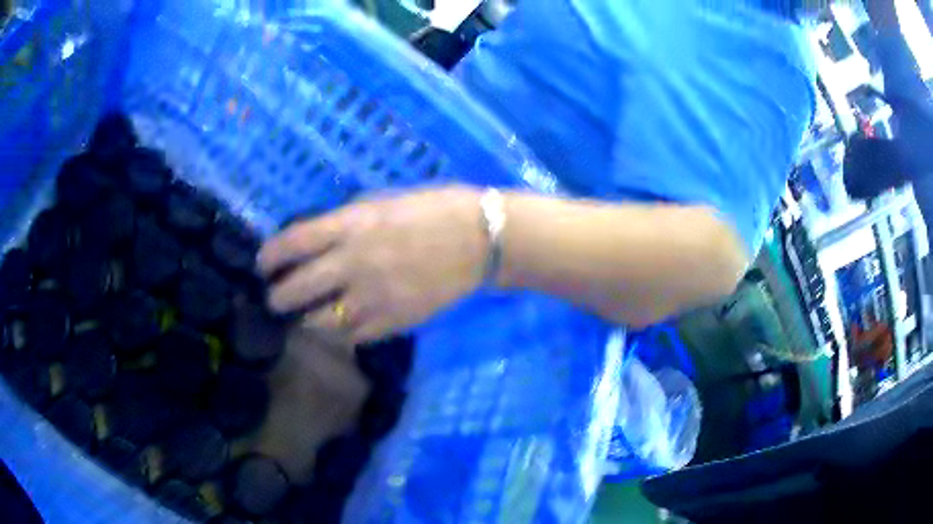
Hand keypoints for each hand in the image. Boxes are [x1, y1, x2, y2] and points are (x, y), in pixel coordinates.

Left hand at [257, 186, 485, 342]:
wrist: (482, 241)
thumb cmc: (436, 209)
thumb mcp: (385, 200)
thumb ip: (348, 220)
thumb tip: (317, 237)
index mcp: (353, 226)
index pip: (294, 243)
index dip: (270, 256)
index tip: (262, 265)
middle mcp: (354, 263)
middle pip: (297, 290)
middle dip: (278, 298)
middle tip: (275, 300)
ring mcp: (373, 297)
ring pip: (320, 322)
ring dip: (306, 320)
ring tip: (305, 318)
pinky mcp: (394, 322)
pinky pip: (353, 337)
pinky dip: (340, 334)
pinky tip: (341, 327)